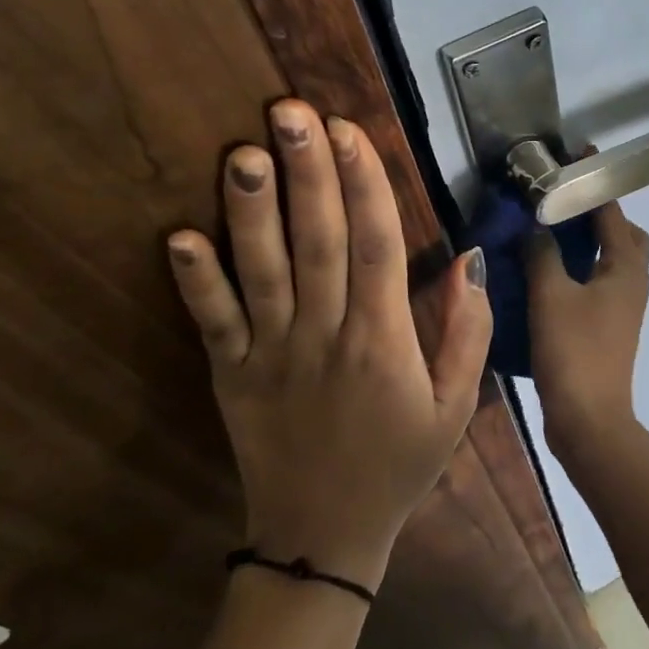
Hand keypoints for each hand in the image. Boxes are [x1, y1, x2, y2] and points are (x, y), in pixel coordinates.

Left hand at [167, 100, 491, 586]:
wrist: (325, 536)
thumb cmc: (400, 464)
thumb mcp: (457, 407)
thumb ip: (468, 333)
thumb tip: (469, 262)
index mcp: (384, 341)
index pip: (376, 245)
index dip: (365, 184)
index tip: (349, 132)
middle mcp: (326, 336)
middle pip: (317, 242)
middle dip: (307, 173)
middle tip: (290, 111)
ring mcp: (271, 355)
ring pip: (262, 271)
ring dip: (251, 210)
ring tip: (243, 152)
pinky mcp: (231, 377)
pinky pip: (211, 324)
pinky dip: (195, 281)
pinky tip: (180, 236)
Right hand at [525, 201, 648, 450]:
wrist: (589, 418)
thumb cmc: (573, 350)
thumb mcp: (550, 295)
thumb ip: (543, 253)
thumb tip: (537, 227)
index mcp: (626, 266)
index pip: (612, 210)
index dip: (594, 181)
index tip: (577, 155)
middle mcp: (634, 281)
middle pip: (625, 234)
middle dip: (601, 214)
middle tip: (566, 204)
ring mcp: (626, 306)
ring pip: (614, 260)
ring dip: (591, 242)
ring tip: (554, 234)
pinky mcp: (612, 326)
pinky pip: (603, 282)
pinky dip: (584, 268)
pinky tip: (552, 273)